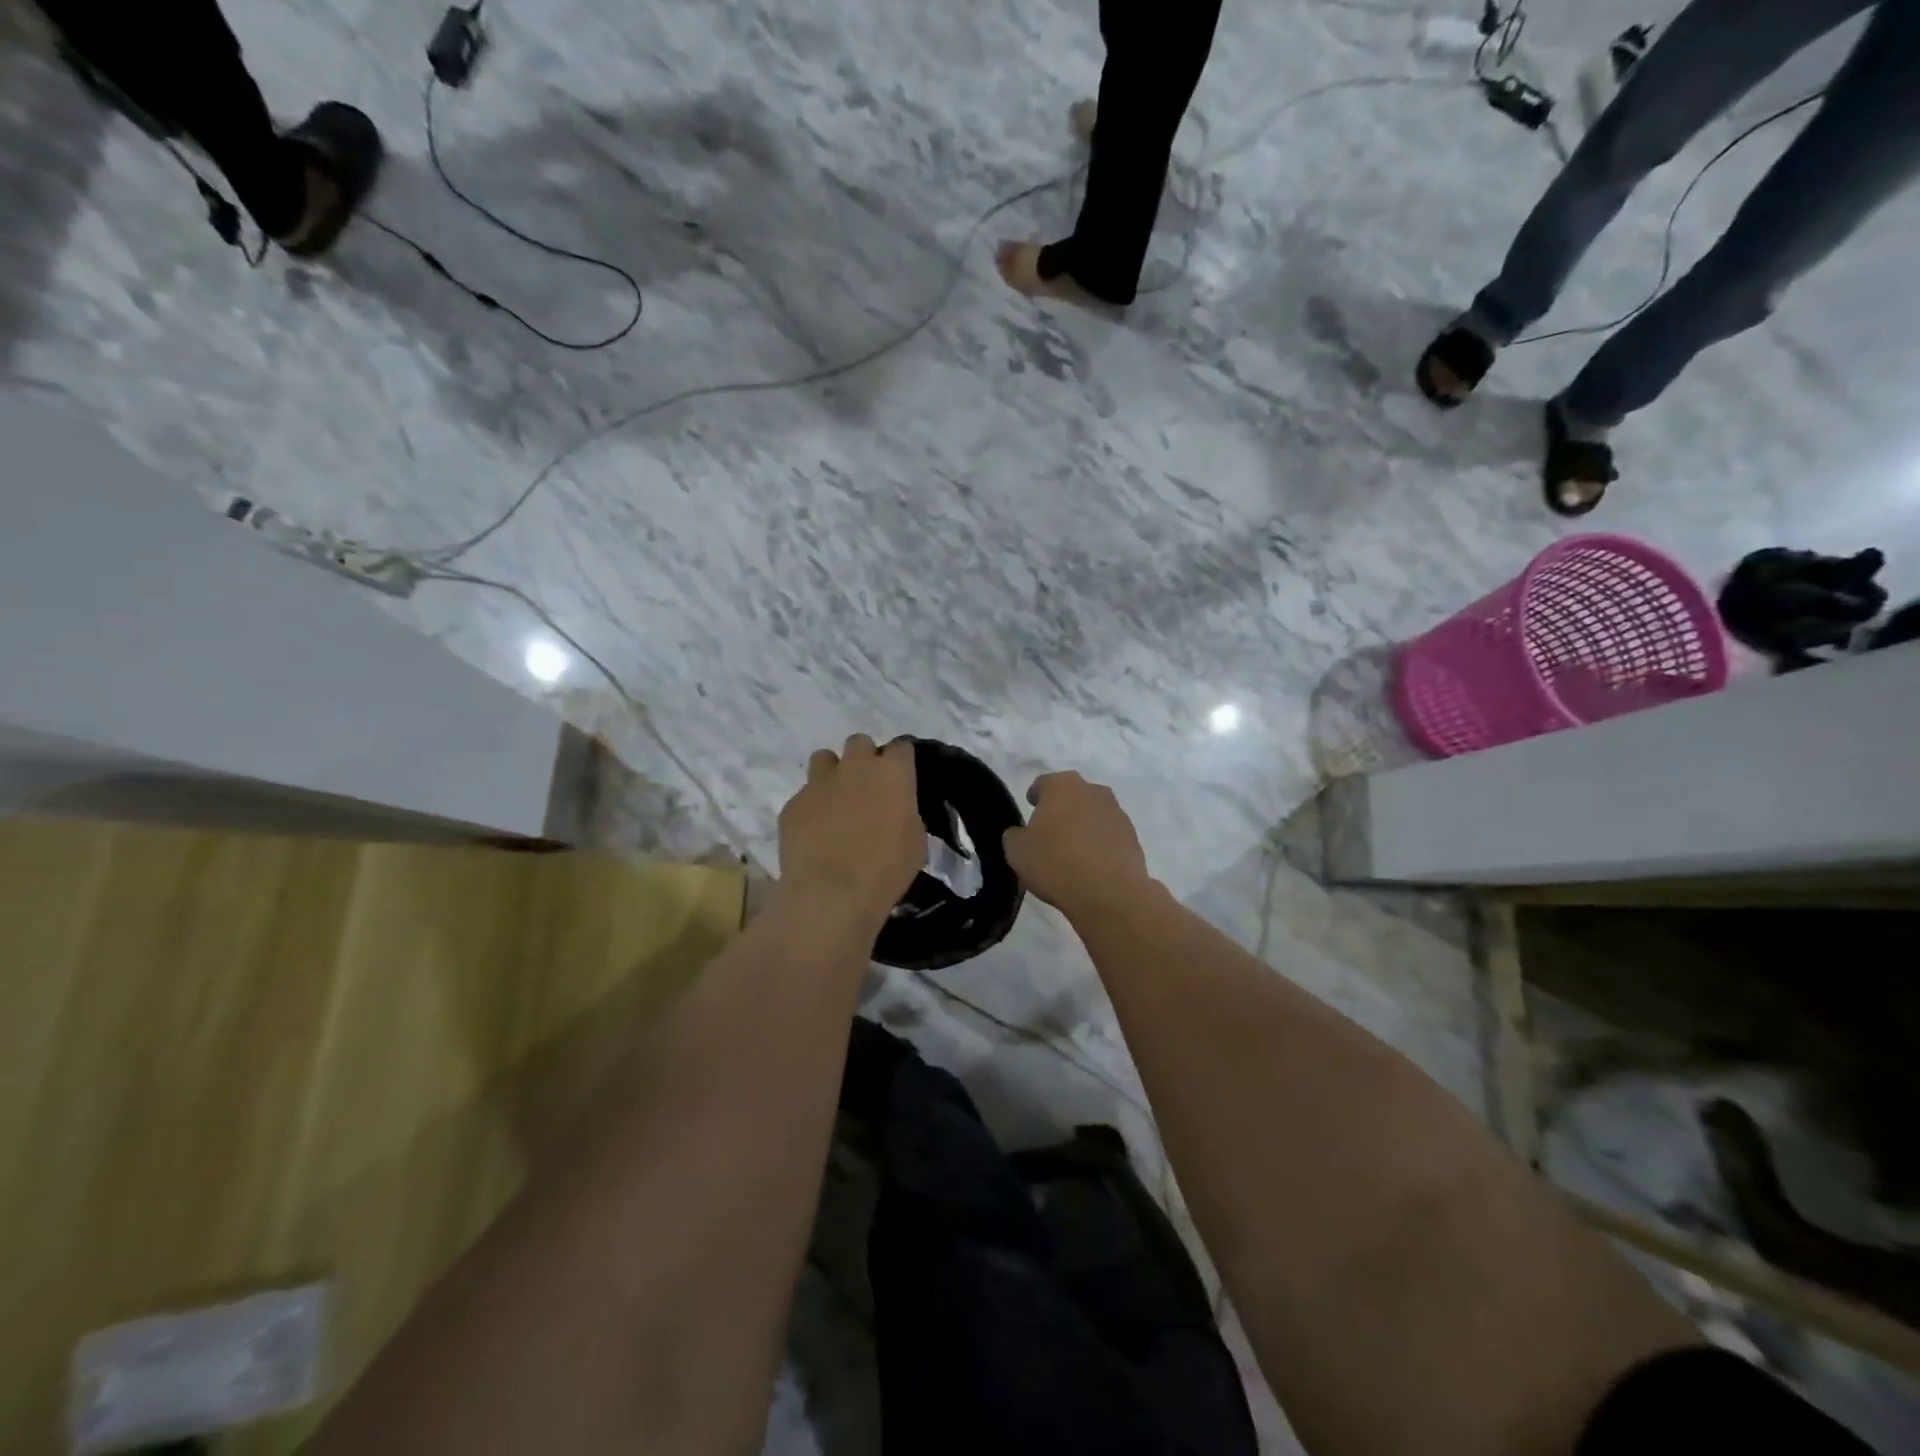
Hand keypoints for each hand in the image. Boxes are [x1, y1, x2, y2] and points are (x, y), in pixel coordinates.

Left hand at [777, 735, 923, 928]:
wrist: (832, 895)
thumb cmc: (886, 870)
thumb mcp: (915, 841)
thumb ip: (906, 812)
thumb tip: (895, 808)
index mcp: (892, 772)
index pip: (902, 747)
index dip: (901, 762)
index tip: (901, 779)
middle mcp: (855, 766)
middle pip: (859, 743)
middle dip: (864, 760)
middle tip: (867, 789)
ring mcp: (818, 782)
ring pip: (825, 759)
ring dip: (832, 774)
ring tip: (836, 803)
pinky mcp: (792, 804)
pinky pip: (804, 795)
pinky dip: (811, 808)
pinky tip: (814, 834)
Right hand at [1002, 771, 1153, 921]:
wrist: (1108, 892)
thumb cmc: (1055, 862)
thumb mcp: (1017, 851)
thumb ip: (1015, 836)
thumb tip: (1021, 834)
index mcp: (1062, 786)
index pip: (1044, 783)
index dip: (1035, 795)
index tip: (1030, 807)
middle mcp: (1093, 791)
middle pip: (1073, 795)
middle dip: (1062, 808)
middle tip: (1050, 829)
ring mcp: (1117, 813)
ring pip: (1094, 814)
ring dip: (1083, 825)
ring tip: (1072, 850)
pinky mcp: (1133, 837)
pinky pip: (1109, 835)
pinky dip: (1100, 844)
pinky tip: (1091, 864)